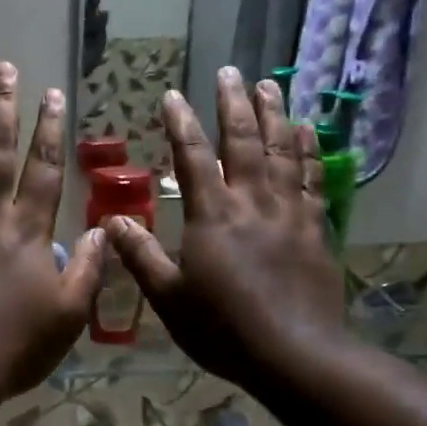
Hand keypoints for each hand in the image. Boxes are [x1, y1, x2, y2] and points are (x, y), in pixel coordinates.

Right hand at [106, 67, 343, 388]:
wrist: (295, 355)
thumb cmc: (223, 329)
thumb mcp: (169, 298)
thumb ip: (140, 256)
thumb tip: (111, 221)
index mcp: (212, 216)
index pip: (193, 158)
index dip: (181, 123)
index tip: (173, 95)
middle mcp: (252, 203)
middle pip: (243, 142)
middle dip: (234, 104)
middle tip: (230, 71)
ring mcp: (289, 213)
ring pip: (282, 152)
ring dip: (275, 115)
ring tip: (270, 85)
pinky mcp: (315, 230)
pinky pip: (312, 180)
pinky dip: (308, 152)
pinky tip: (307, 132)